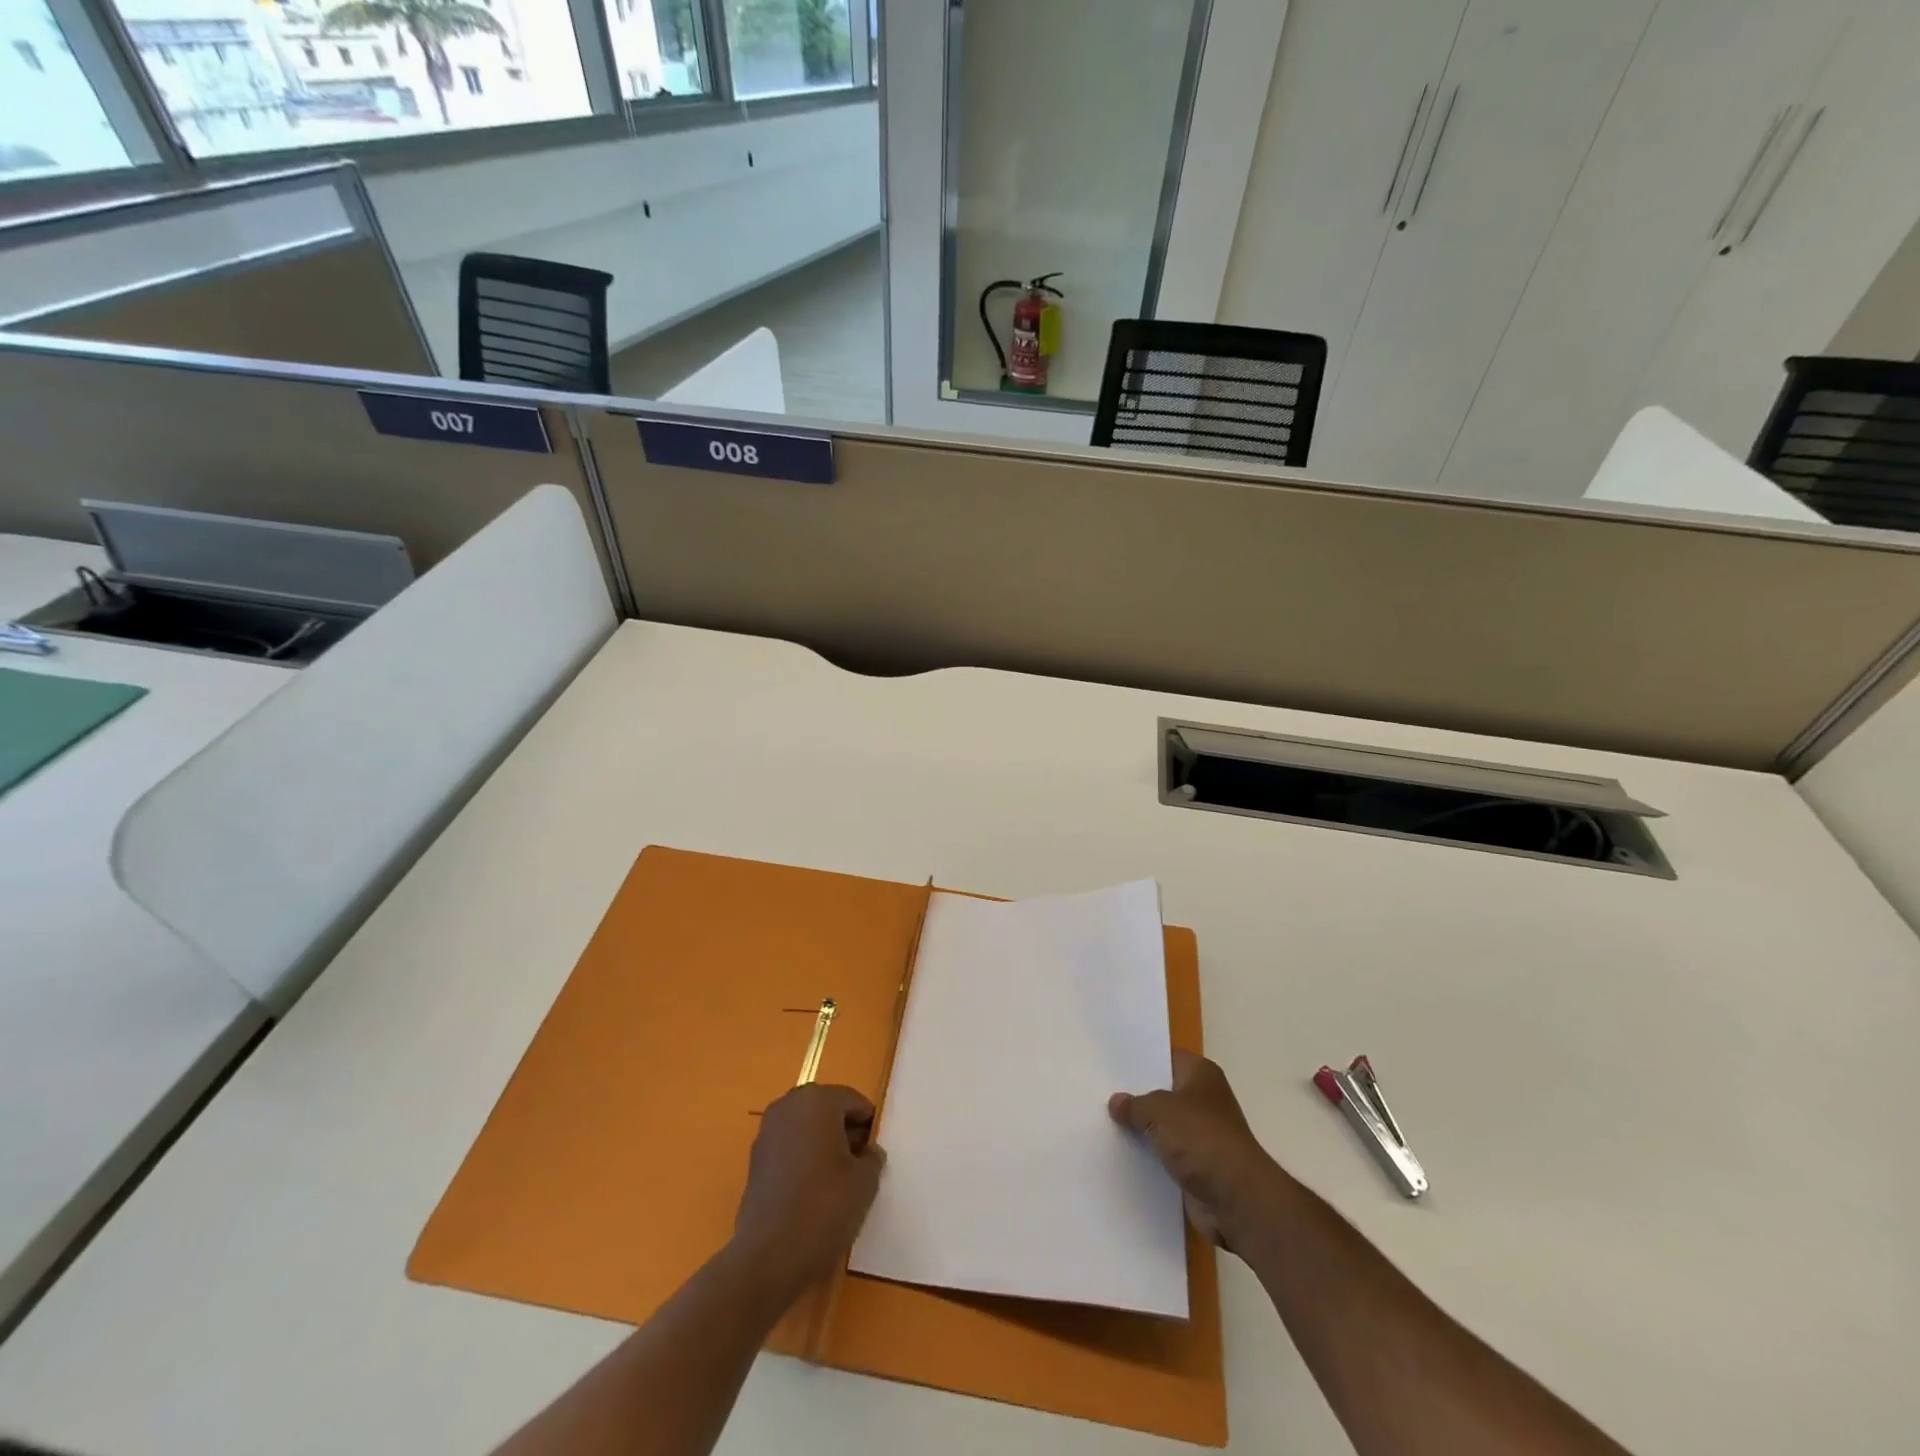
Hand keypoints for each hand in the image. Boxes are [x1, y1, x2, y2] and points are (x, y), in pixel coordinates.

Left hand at [732, 1084, 886, 1305]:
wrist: (769, 1256)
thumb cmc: (824, 1207)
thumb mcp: (865, 1181)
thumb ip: (872, 1157)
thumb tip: (867, 1152)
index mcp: (818, 1100)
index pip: (854, 1101)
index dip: (869, 1127)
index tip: (875, 1154)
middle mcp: (789, 1105)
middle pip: (827, 1110)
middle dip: (845, 1132)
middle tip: (859, 1165)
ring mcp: (767, 1131)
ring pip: (807, 1128)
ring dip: (823, 1145)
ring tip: (837, 1182)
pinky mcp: (755, 1159)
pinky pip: (789, 1147)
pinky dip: (803, 1159)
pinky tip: (812, 1192)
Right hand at [1110, 1052, 1281, 1252]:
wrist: (1236, 1199)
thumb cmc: (1201, 1138)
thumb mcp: (1158, 1111)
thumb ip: (1135, 1105)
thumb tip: (1117, 1102)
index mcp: (1202, 1074)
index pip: (1166, 1057)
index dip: (1141, 1060)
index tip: (1112, 1063)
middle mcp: (1204, 1100)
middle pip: (1164, 1092)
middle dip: (1138, 1096)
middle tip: (1102, 1093)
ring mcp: (1203, 1135)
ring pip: (1164, 1126)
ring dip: (1143, 1130)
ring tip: (1105, 1123)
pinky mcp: (1198, 1166)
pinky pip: (1167, 1154)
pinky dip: (1151, 1156)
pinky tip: (1123, 1153)